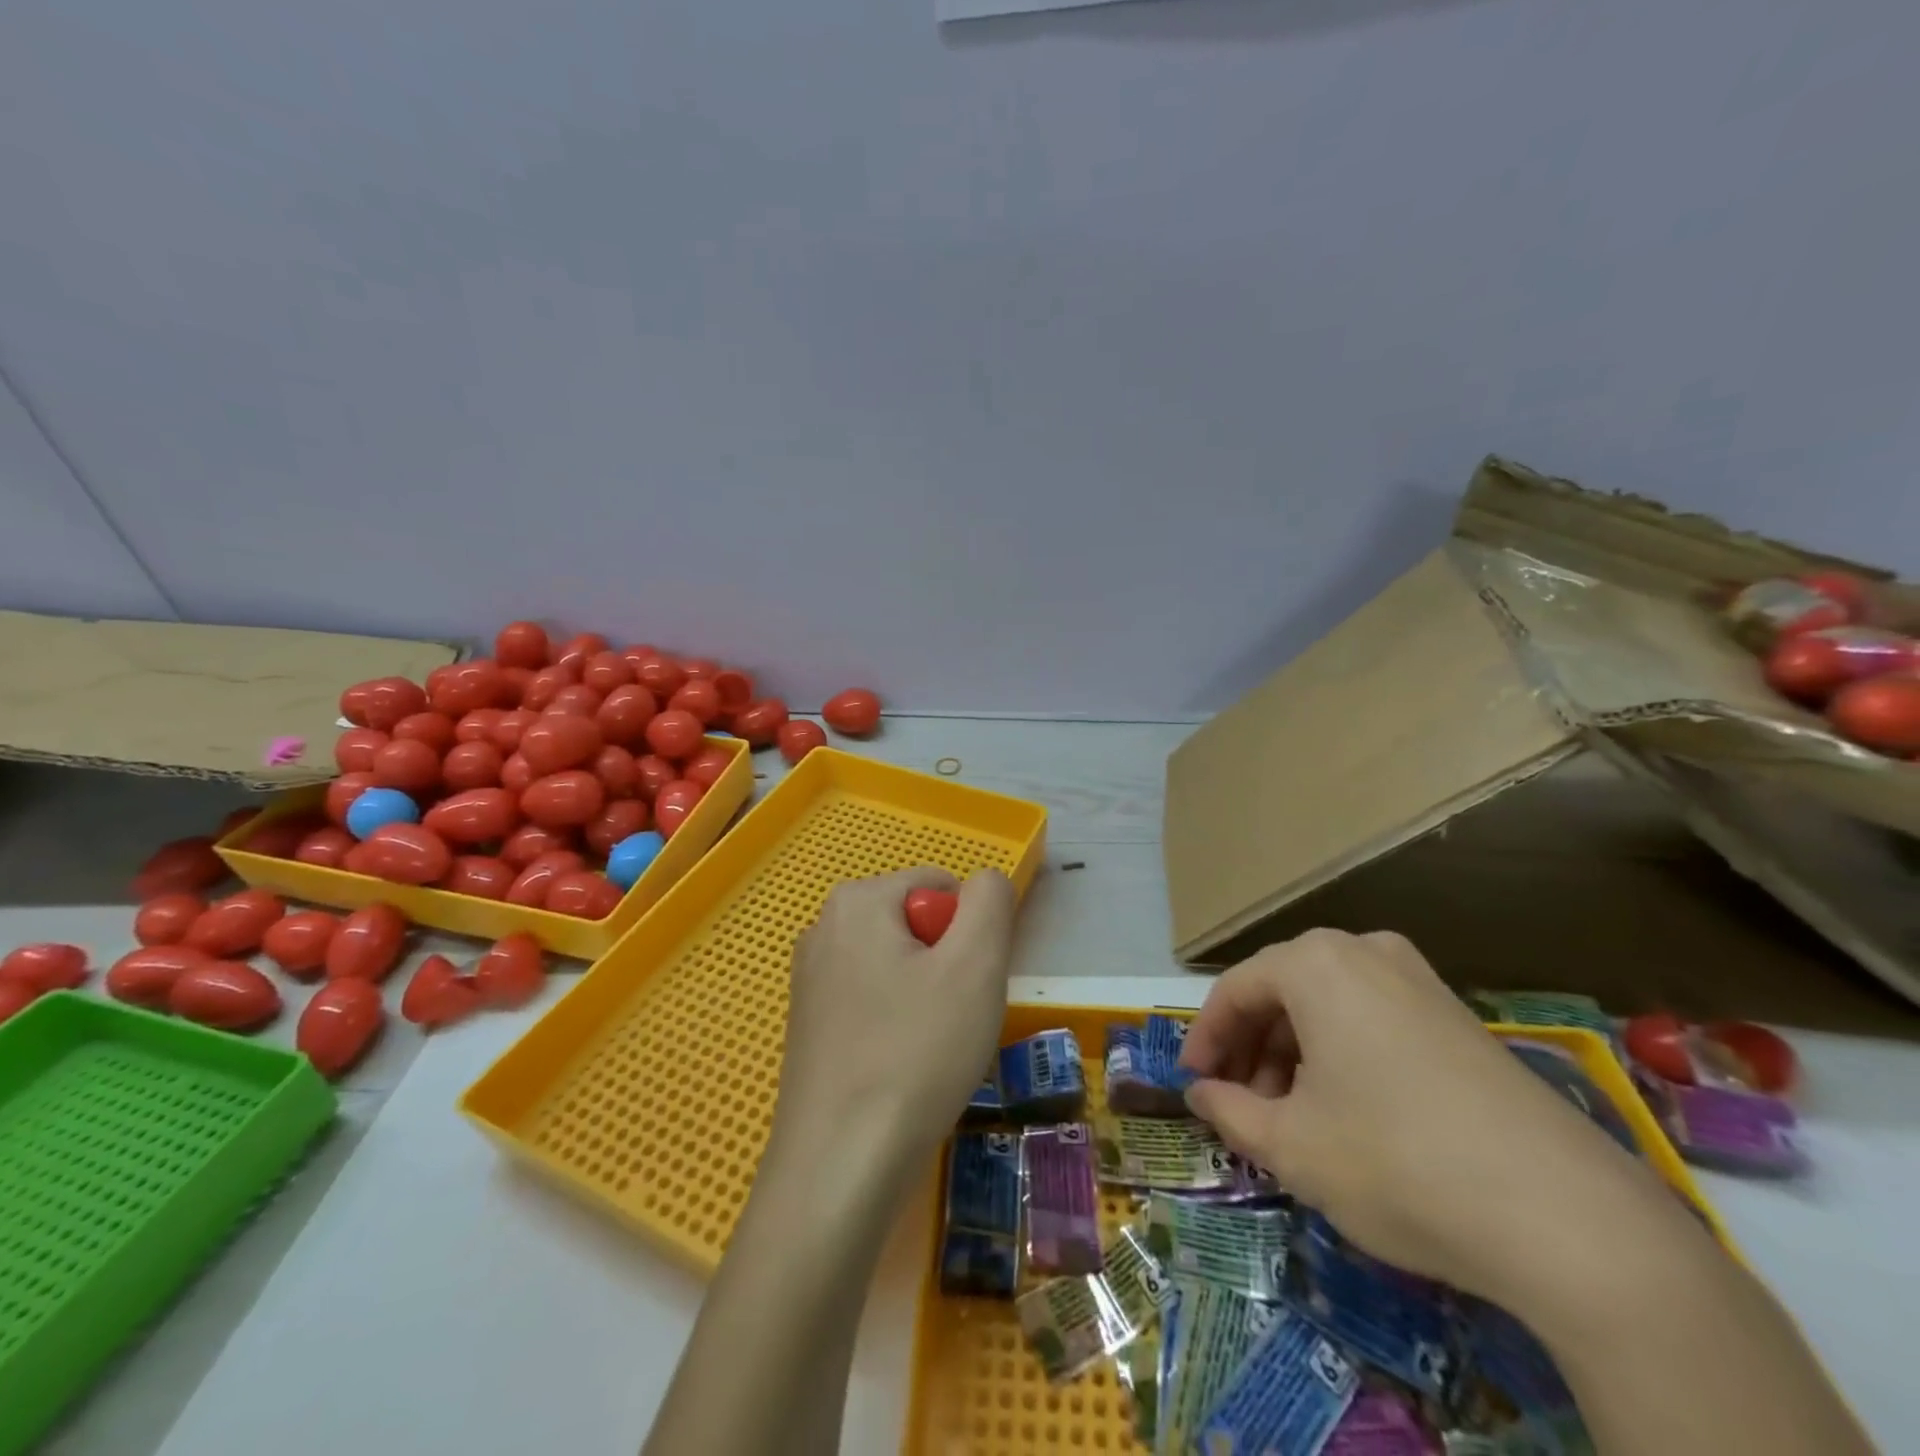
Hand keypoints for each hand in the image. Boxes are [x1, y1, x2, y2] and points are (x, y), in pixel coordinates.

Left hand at [769, 868, 1015, 1187]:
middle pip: (917, 925)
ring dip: (927, 998)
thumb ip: (990, 901)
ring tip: (926, 1050)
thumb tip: (983, 881)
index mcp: (857, 901)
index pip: (940, 887)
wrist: (840, 1169)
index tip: (967, 988)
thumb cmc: (915, 1053)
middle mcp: (823, 928)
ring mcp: (810, 978)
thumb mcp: (976, 964)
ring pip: (899, 966)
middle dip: (947, 965)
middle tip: (952, 1020)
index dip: (969, 935)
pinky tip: (899, 1070)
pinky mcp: (808, 1024)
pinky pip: (873, 1001)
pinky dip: (897, 1025)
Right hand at [1181, 929, 1671, 1304]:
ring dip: (1295, 1054)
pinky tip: (1349, 1111)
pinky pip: (1373, 1019)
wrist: (1569, 1219)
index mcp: (1315, 963)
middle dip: (1253, 1048)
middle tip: (1241, 1104)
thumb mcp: (1291, 1146)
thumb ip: (1229, 1112)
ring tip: (1291, 1115)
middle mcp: (1365, 952)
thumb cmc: (1396, 1162)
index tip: (1193, 1084)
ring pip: (1328, 1006)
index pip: (1235, 991)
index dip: (1205, 1039)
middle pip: (1282, 992)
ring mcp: (1420, 981)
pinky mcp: (1460, 1018)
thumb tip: (1201, 1094)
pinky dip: (1342, 1055)